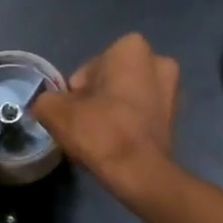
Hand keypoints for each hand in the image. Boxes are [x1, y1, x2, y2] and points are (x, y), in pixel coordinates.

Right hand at [32, 33, 178, 199]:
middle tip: (84, 123)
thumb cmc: (100, 130)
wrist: (139, 173)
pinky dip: (129, 124)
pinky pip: (142, 114)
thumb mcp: (55, 111)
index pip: (88, 68)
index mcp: (131, 48)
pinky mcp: (177, 118)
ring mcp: (173, 90)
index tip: (72, 112)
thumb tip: (47, 104)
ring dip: (113, 110)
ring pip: (128, 97)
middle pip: (110, 80)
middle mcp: (158, 61)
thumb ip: (45, 100)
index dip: (75, 91)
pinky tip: (117, 144)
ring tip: (100, 137)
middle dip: (97, 97)